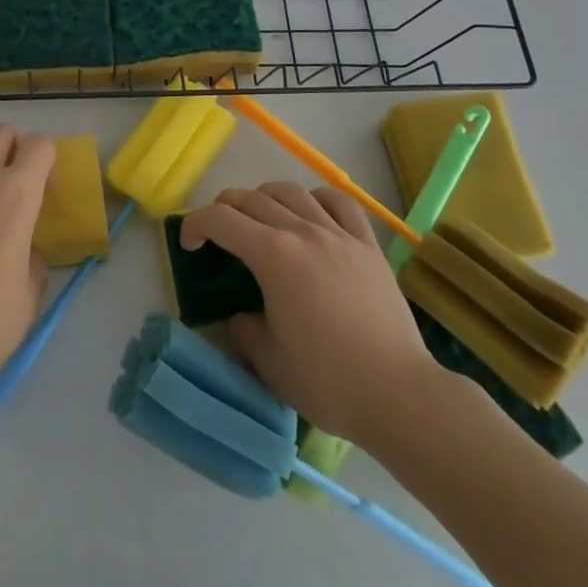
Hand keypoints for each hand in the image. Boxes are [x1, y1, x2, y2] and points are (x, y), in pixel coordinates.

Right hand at [180, 182, 433, 440]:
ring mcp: (338, 234)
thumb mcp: (268, 361)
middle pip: (252, 198)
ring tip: (260, 216)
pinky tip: (310, 212)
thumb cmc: (327, 381)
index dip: (195, 225)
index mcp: (272, 255)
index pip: (220, 219)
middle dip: (225, 209)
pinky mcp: (367, 245)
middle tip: (217, 233)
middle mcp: (302, 232)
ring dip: (265, 197)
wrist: (398, 394)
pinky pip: (339, 203)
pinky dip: (316, 198)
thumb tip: (238, 316)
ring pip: (292, 192)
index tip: (189, 245)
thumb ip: (243, 329)